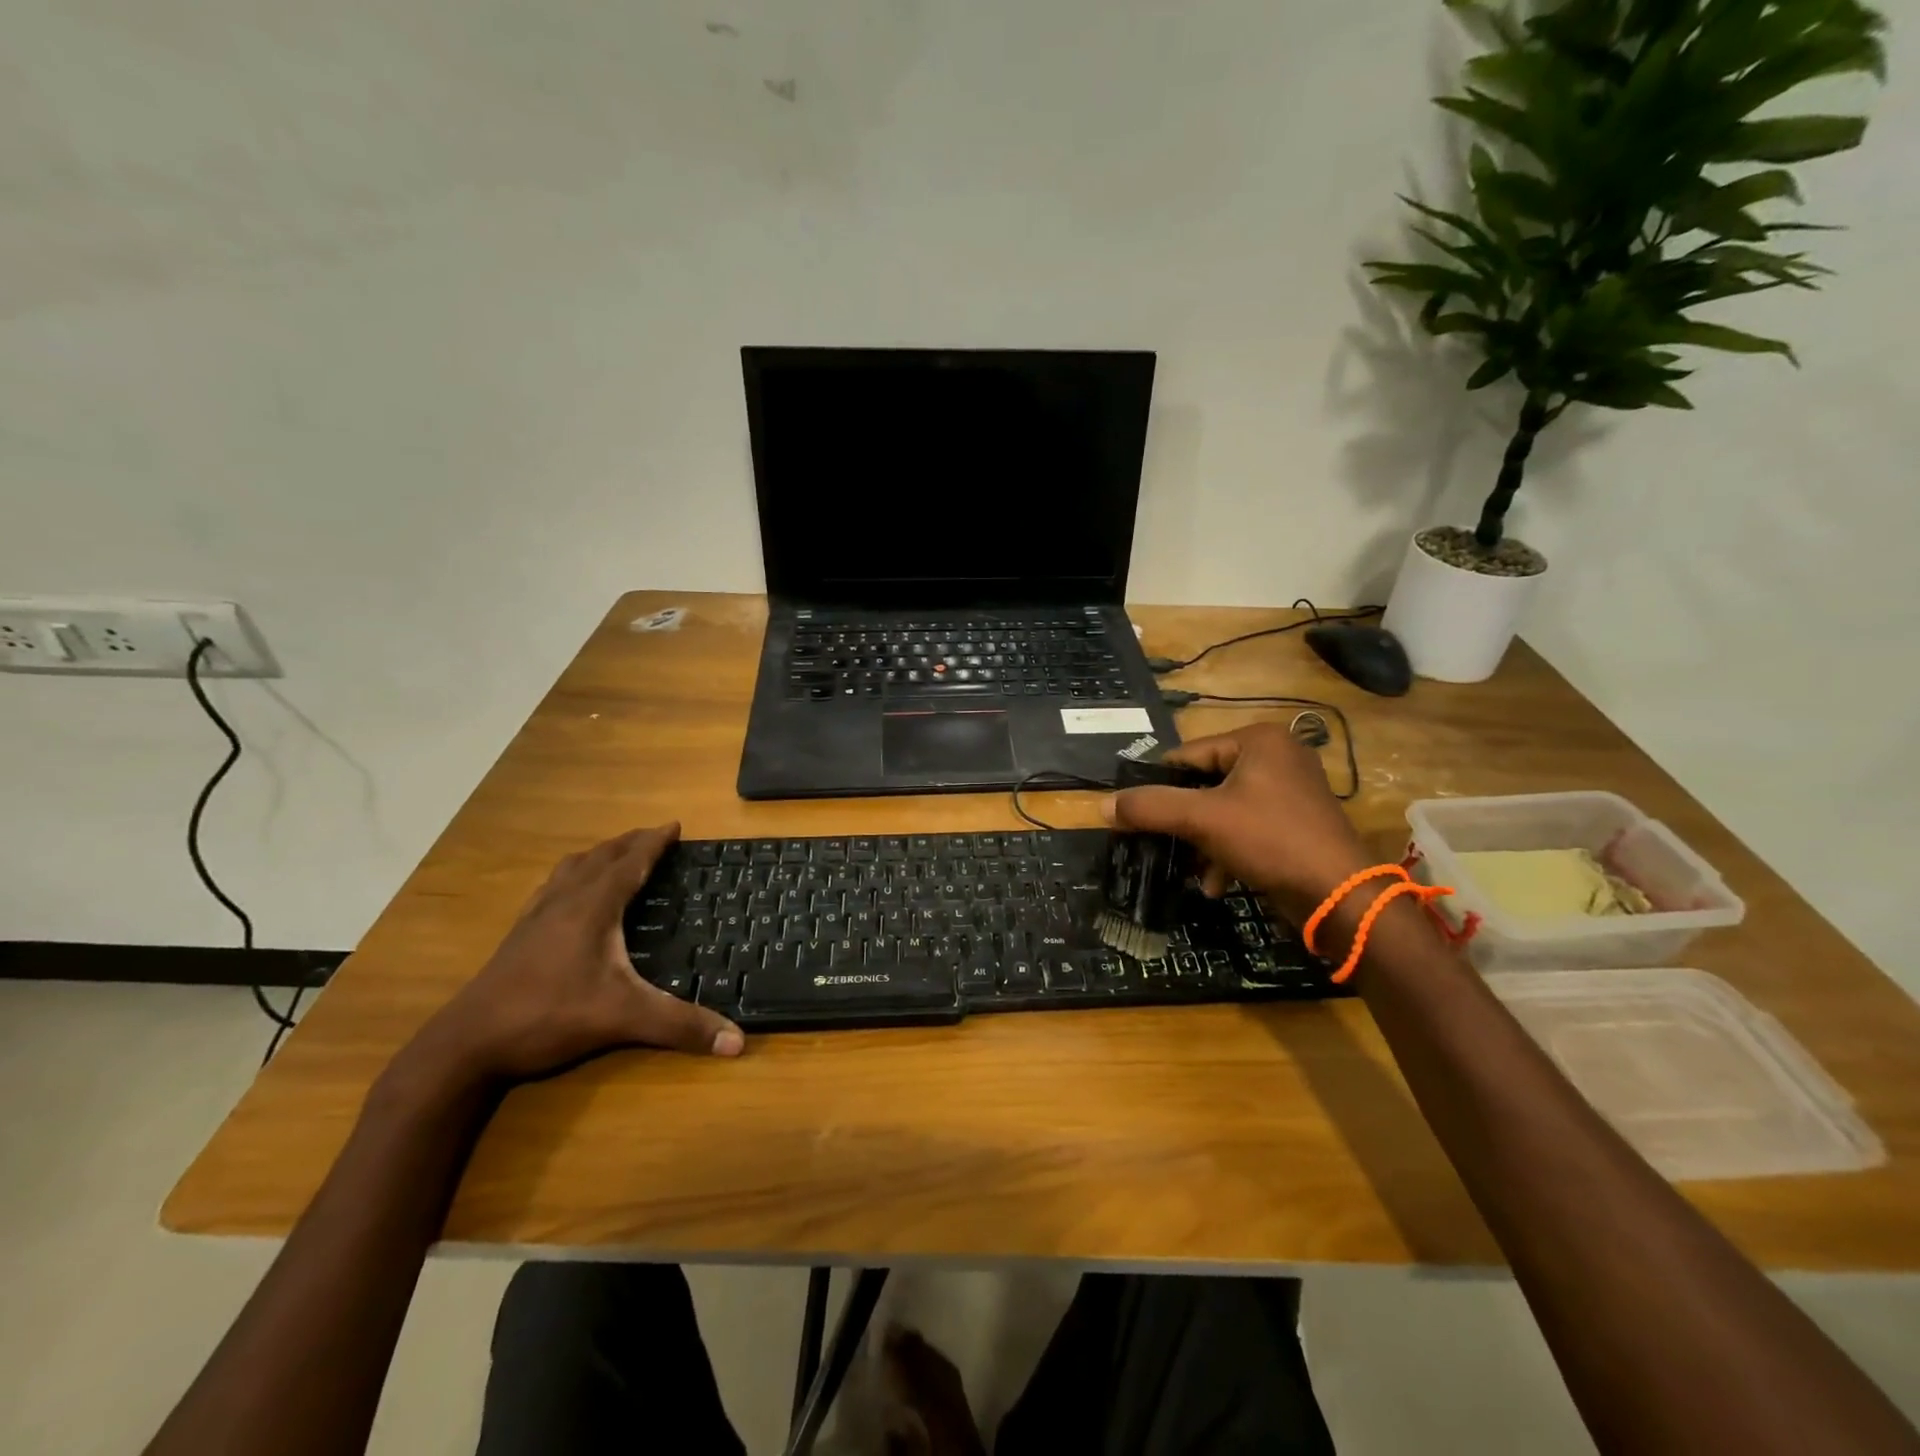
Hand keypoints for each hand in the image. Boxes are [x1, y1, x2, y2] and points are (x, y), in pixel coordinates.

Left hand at [415, 824, 743, 1081]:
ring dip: (599, 855)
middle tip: (655, 836)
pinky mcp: (518, 935)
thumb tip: (738, 1042)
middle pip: (601, 857)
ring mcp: (536, 916)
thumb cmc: (548, 1016)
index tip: (675, 825)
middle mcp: (564, 901)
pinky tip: (568, 895)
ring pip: (571, 869)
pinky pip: (551, 888)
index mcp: (593, 907)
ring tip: (615, 855)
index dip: (655, 842)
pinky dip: (572, 877)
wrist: (465, 1044)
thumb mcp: (623, 1019)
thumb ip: (680, 1026)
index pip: (631, 862)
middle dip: (630, 842)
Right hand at [1104, 723, 1372, 911]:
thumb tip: (1101, 806)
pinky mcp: (1296, 822)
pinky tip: (1215, 882)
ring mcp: (1290, 790)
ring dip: (1202, 842)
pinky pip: (1246, 828)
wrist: (1339, 895)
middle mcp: (1277, 756)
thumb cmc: (1270, 839)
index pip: (1187, 755)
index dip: (1157, 784)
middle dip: (1183, 820)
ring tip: (1187, 869)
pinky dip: (1227, 852)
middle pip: (1204, 783)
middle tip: (1157, 842)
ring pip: (1223, 810)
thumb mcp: (1202, 819)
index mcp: (1258, 739)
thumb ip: (1149, 807)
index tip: (1132, 812)